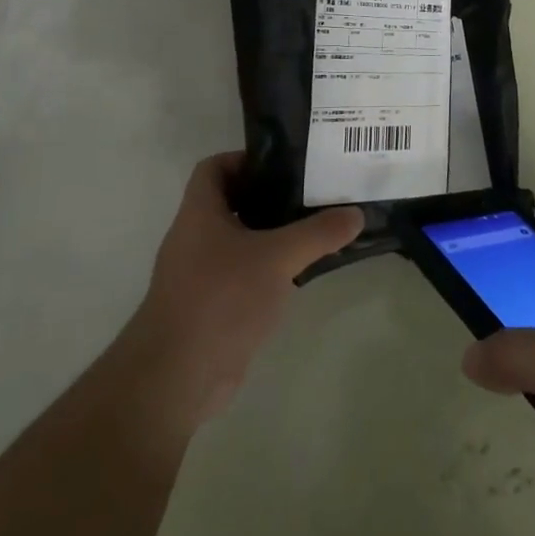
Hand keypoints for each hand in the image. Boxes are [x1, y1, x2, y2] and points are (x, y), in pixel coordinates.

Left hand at [119, 152, 362, 427]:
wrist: (178, 376)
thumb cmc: (221, 298)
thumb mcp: (277, 258)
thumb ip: (318, 234)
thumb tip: (356, 214)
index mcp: (199, 213)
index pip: (214, 167)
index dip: (245, 159)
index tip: (284, 165)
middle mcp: (195, 238)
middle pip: (232, 203)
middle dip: (270, 197)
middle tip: (312, 194)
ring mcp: (201, 275)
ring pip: (240, 241)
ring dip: (272, 235)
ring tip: (315, 230)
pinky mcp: (211, 307)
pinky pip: (243, 275)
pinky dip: (268, 270)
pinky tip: (300, 275)